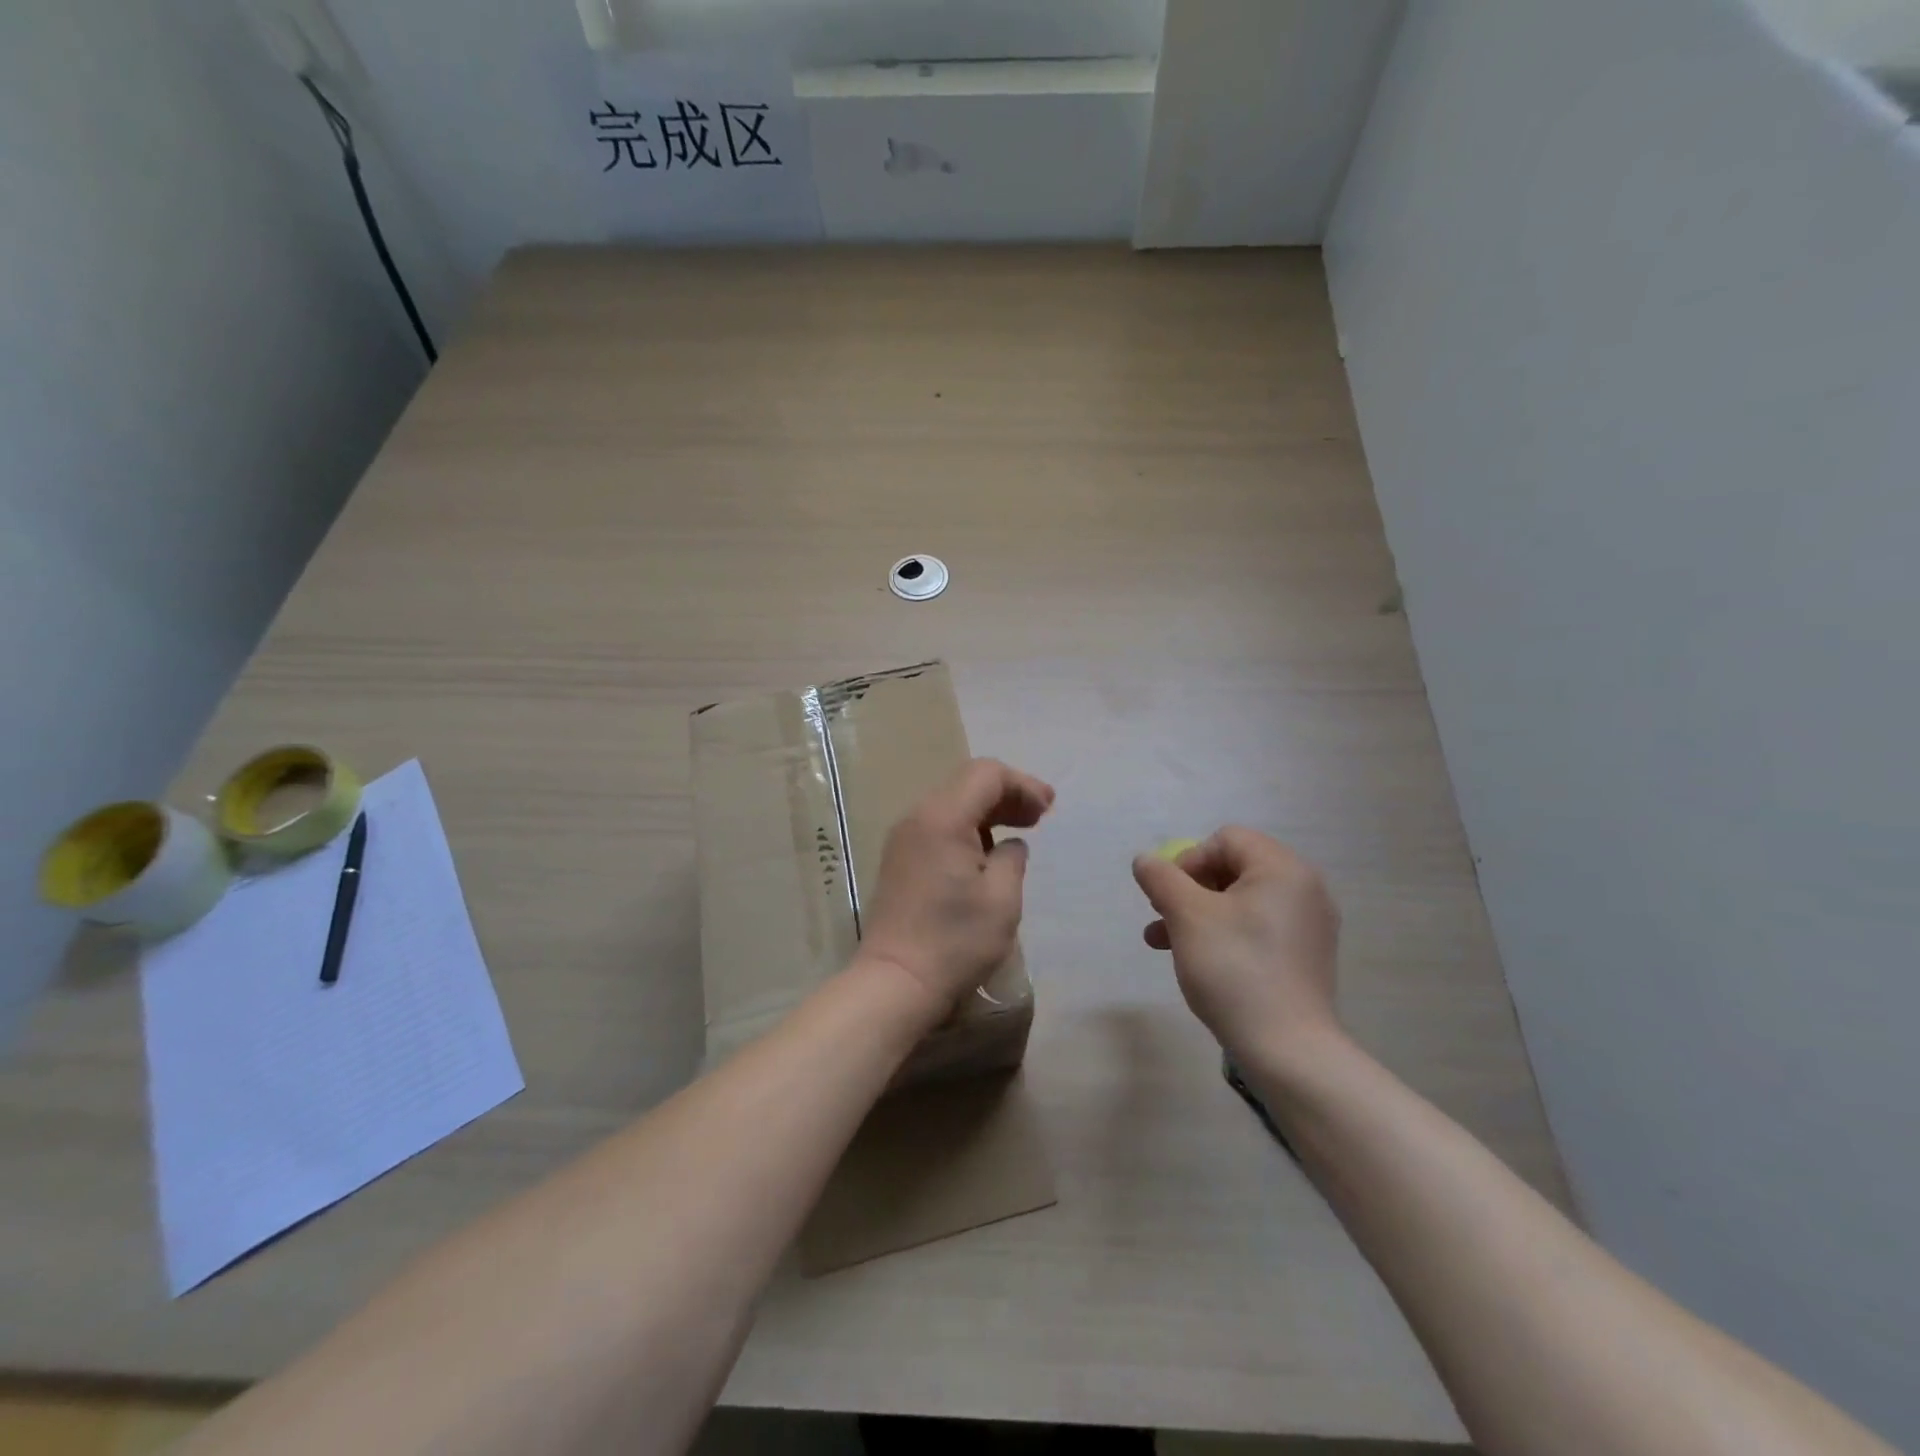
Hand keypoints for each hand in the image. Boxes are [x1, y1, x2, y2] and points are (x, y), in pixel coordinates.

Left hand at [857, 759, 1055, 1020]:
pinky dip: (968, 826)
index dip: (1022, 784)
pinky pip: (938, 824)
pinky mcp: (900, 858)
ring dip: (988, 809)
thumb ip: (1012, 858)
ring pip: (952, 802)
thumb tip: (1009, 845)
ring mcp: (904, 837)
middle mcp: (918, 817)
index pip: (986, 774)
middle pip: (967, 782)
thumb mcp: (1001, 899)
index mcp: (942, 818)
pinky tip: (987, 850)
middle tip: (1040, 816)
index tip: (1048, 810)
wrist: (895, 982)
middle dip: (1007, 793)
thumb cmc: (955, 942)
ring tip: (1020, 830)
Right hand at [1132, 827, 1342, 1066]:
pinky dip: (1224, 934)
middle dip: (1189, 889)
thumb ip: (1161, 879)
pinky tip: (1196, 961)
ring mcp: (1308, 925)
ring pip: (1240, 902)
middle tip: (1161, 915)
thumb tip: (1146, 860)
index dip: (1189, 860)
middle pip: (1233, 868)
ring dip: (1198, 914)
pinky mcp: (1304, 957)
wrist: (1288, 1050)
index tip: (1169, 895)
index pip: (1226, 839)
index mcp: (1283, 869)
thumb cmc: (1234, 969)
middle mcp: (1304, 889)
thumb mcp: (1187, 916)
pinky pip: (1257, 928)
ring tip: (1161, 942)